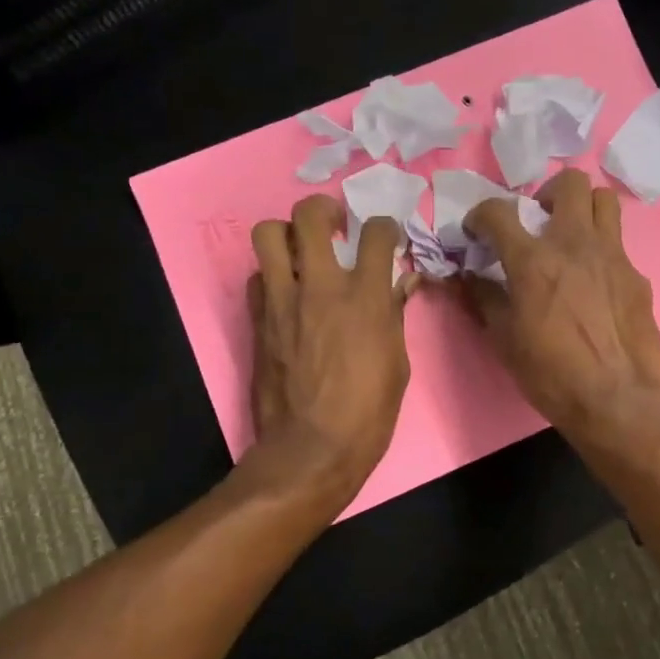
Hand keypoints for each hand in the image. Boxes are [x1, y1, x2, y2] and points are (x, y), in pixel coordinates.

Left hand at [246, 195, 415, 504]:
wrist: (312, 449)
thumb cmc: (368, 412)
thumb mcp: (398, 363)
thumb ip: (395, 313)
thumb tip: (402, 281)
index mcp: (365, 297)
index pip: (376, 233)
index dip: (384, 227)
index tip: (385, 238)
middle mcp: (321, 286)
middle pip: (310, 215)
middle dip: (324, 210)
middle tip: (334, 226)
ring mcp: (282, 300)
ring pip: (268, 234)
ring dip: (286, 235)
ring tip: (301, 252)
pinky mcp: (258, 320)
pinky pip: (257, 277)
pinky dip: (271, 276)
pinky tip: (285, 293)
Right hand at [463, 168, 659, 437]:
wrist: (615, 398)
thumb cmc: (550, 373)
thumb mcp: (504, 340)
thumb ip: (484, 299)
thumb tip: (470, 278)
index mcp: (533, 261)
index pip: (499, 212)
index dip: (481, 214)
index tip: (477, 230)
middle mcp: (575, 244)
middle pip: (570, 183)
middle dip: (548, 193)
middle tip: (539, 219)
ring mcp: (612, 256)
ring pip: (604, 200)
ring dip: (583, 208)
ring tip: (571, 235)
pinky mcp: (636, 275)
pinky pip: (619, 245)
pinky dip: (601, 251)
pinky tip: (595, 283)